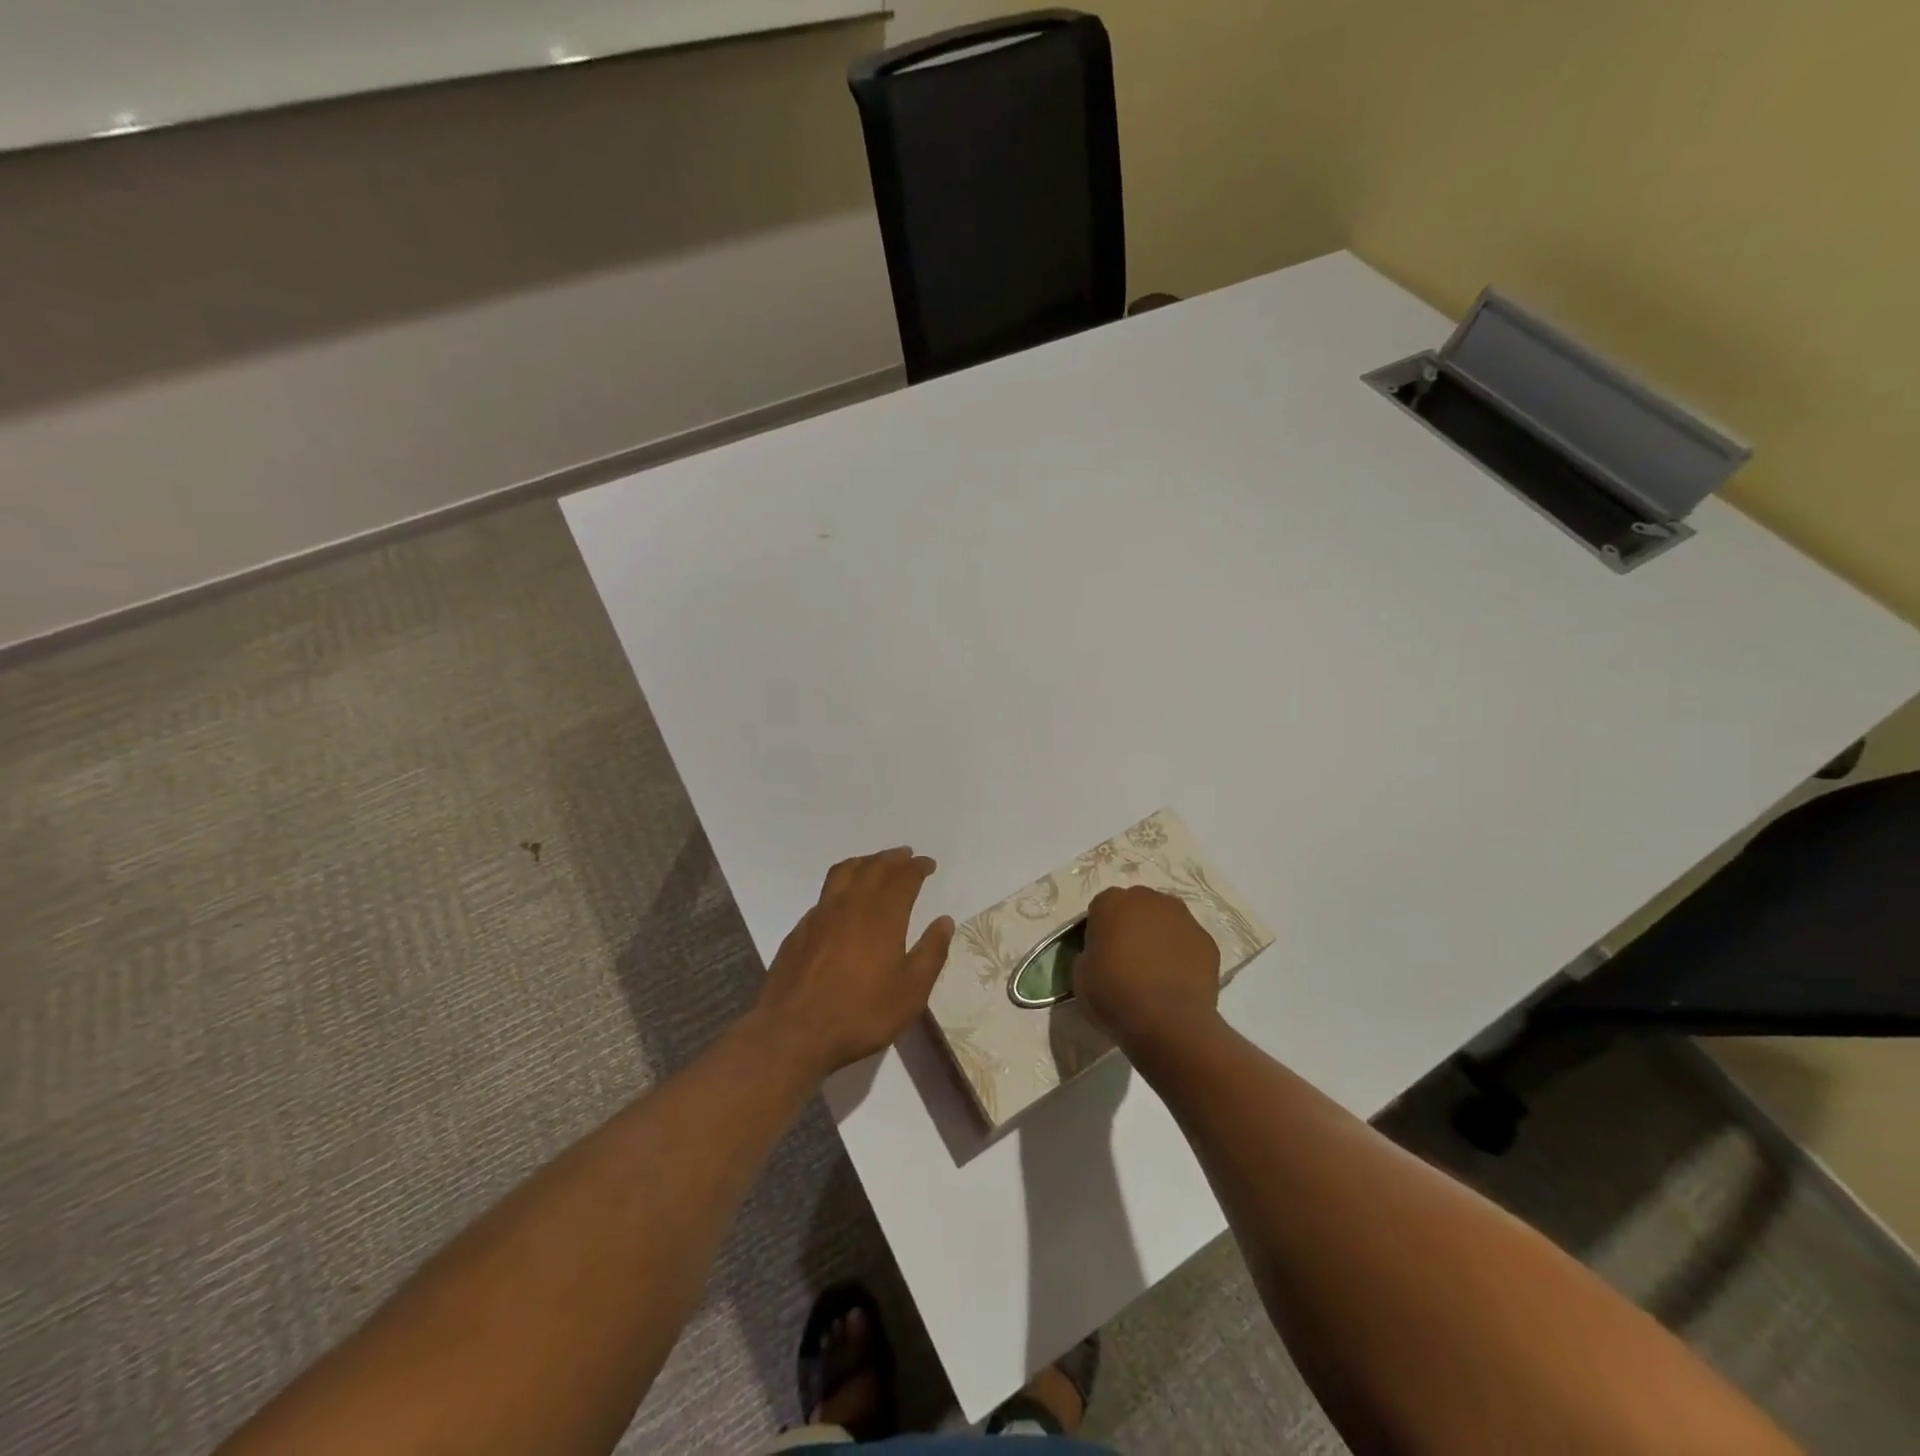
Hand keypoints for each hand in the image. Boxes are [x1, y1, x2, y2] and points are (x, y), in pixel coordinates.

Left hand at [752, 847, 955, 1081]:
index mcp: (882, 916)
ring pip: (845, 873)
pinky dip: (842, 884)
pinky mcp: (800, 929)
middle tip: (906, 856)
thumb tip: (944, 921)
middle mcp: (851, 905)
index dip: (917, 867)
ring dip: (865, 862)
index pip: (903, 878)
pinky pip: (826, 893)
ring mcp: (821, 915)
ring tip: (875, 863)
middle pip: (874, 867)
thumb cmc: (861, 1013)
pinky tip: (843, 899)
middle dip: (893, 858)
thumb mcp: (910, 992)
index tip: (928, 864)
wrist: (793, 1032)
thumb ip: (931, 952)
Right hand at [1073, 886, 1221, 1057]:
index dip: (1099, 931)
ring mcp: (1183, 917)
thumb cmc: (1115, 995)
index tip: (1099, 954)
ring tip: (1154, 971)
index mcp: (1111, 902)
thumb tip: (1100, 953)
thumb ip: (1089, 953)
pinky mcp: (1207, 940)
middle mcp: (1149, 899)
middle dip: (1131, 926)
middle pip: (1135, 907)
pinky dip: (1181, 955)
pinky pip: (1186, 942)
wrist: (1169, 1022)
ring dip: (1158, 936)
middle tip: (1127, 959)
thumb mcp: (1080, 975)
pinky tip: (1176, 981)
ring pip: (1164, 921)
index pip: (1100, 908)